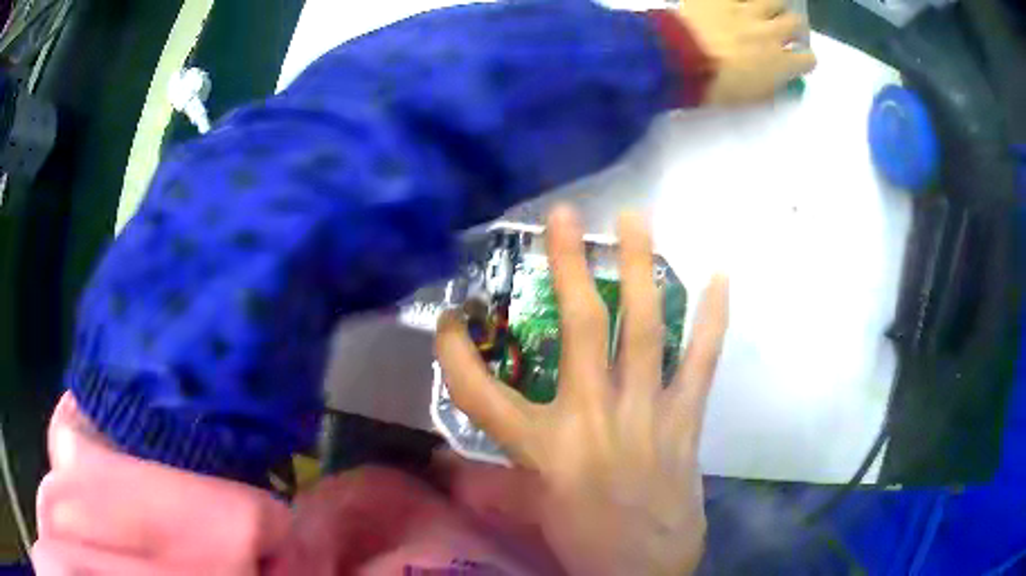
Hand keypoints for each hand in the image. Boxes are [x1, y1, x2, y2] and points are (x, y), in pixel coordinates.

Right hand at [435, 206, 728, 574]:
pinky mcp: (684, 419)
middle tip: (563, 215)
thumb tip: (446, 460)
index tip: (446, 321)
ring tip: (638, 220)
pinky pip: (701, 361)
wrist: (646, 569)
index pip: (479, 392)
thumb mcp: (529, 511)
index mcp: (542, 447)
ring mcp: (646, 412)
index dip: (454, 354)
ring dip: (639, 270)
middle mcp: (592, 416)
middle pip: (576, 328)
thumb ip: (494, 477)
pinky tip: (720, 275)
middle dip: (565, 267)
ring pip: (642, 329)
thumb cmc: (583, 542)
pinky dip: (712, 318)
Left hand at [679, 0, 816, 104]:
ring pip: (774, 0)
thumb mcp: (749, 98)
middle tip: (786, 32)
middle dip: (794, 28)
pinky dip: (744, 1)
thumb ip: (770, 88)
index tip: (799, 61)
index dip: (805, 61)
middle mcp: (770, 33)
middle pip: (796, 23)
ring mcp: (746, 10)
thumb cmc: (714, 85)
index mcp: (779, 63)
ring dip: (774, 7)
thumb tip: (781, 83)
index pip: (807, 59)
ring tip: (766, 12)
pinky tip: (739, 6)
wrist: (680, 57)